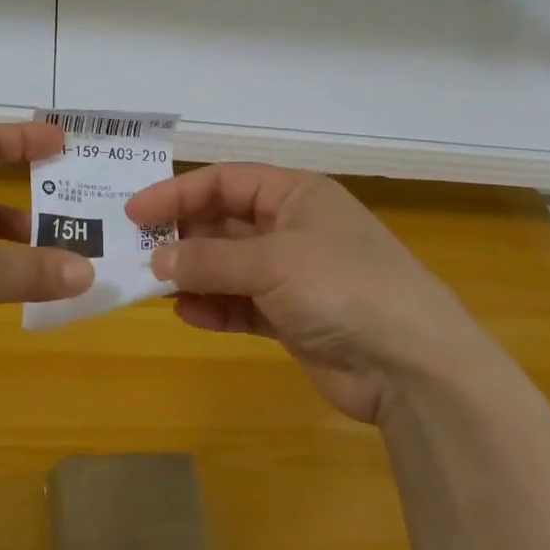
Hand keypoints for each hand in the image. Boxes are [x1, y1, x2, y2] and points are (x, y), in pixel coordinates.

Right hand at [125, 163, 488, 424]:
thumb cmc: (343, 287)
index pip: (224, 182)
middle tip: (137, 253)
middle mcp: (292, 228)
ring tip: (154, 287)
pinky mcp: (293, 318)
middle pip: (223, 223)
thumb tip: (156, 261)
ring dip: (194, 275)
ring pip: (229, 266)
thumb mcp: (272, 263)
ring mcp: (293, 275)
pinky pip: (242, 305)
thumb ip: (210, 260)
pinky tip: (188, 315)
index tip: (135, 213)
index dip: (177, 193)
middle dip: (183, 238)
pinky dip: (216, 308)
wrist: (414, 368)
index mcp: (295, 195)